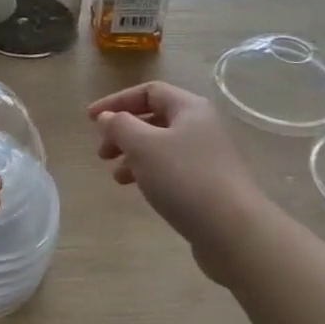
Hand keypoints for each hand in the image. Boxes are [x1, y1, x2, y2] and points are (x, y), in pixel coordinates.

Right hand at [87, 82, 269, 282]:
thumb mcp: (143, 146)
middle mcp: (201, 127)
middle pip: (154, 118)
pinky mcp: (209, 184)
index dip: (116, 101)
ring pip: (161, 146)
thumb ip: (119, 126)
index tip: (90, 120)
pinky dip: (149, 173)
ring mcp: (207, 156)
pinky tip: (136, 188)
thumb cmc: (184, 178)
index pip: (148, 91)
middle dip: (123, 132)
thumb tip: (107, 117)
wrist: (234, 232)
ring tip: (116, 175)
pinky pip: (171, 168)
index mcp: (189, 108)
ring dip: (133, 155)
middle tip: (101, 152)